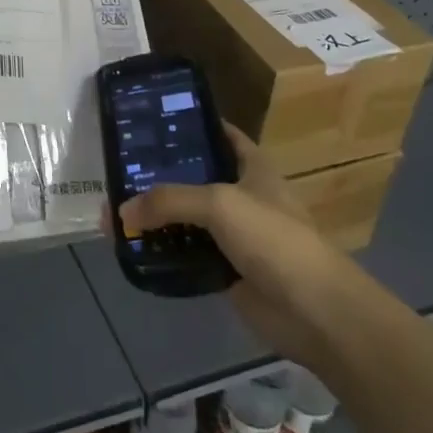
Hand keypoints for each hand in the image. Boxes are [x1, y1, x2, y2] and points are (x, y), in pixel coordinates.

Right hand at [118, 123, 343, 359]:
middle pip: (196, 177)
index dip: (192, 124)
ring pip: (189, 218)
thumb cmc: (273, 238)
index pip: (220, 134)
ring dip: (159, 217)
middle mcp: (243, 195)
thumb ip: (169, 200)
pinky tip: (136, 248)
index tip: (153, 121)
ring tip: (118, 209)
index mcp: (253, 167)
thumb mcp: (219, 204)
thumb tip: (121, 211)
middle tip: (121, 168)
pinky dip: (166, 252)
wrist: (313, 311)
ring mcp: (236, 235)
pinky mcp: (227, 270)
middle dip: (162, 174)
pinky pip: (188, 254)